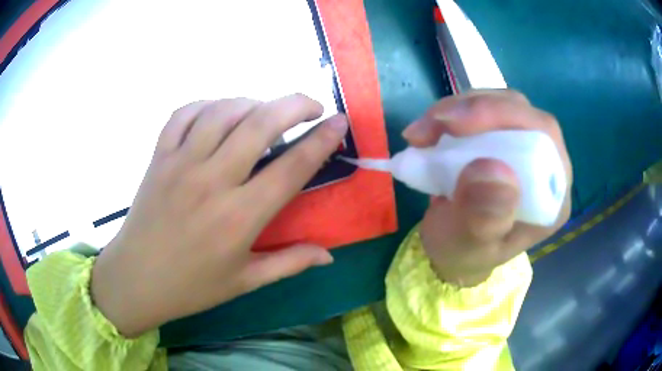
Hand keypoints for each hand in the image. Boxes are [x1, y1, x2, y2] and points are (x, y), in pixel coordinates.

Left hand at [91, 94, 347, 337]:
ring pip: (223, 111)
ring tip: (265, 111)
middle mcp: (211, 181)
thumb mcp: (245, 282)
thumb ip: (290, 263)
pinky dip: (207, 104)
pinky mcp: (158, 157)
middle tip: (312, 105)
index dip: (322, 140)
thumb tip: (329, 255)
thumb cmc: (191, 287)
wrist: (136, 280)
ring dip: (253, 102)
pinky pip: (184, 114)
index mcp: (238, 218)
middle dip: (295, 105)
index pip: (292, 168)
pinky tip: (220, 112)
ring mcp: (180, 163)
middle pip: (260, 124)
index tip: (340, 122)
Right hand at [403, 90, 572, 286]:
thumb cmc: (464, 253)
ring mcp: (524, 147)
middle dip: (474, 109)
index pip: (544, 138)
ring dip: (457, 109)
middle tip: (432, 124)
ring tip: (422, 132)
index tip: (457, 125)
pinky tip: (431, 129)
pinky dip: (452, 114)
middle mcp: (545, 165)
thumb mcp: (469, 246)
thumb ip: (484, 219)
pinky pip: (481, 110)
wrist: (453, 248)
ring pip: (498, 104)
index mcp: (552, 197)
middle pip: (521, 112)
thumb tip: (493, 171)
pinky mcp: (502, 138)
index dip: (506, 118)